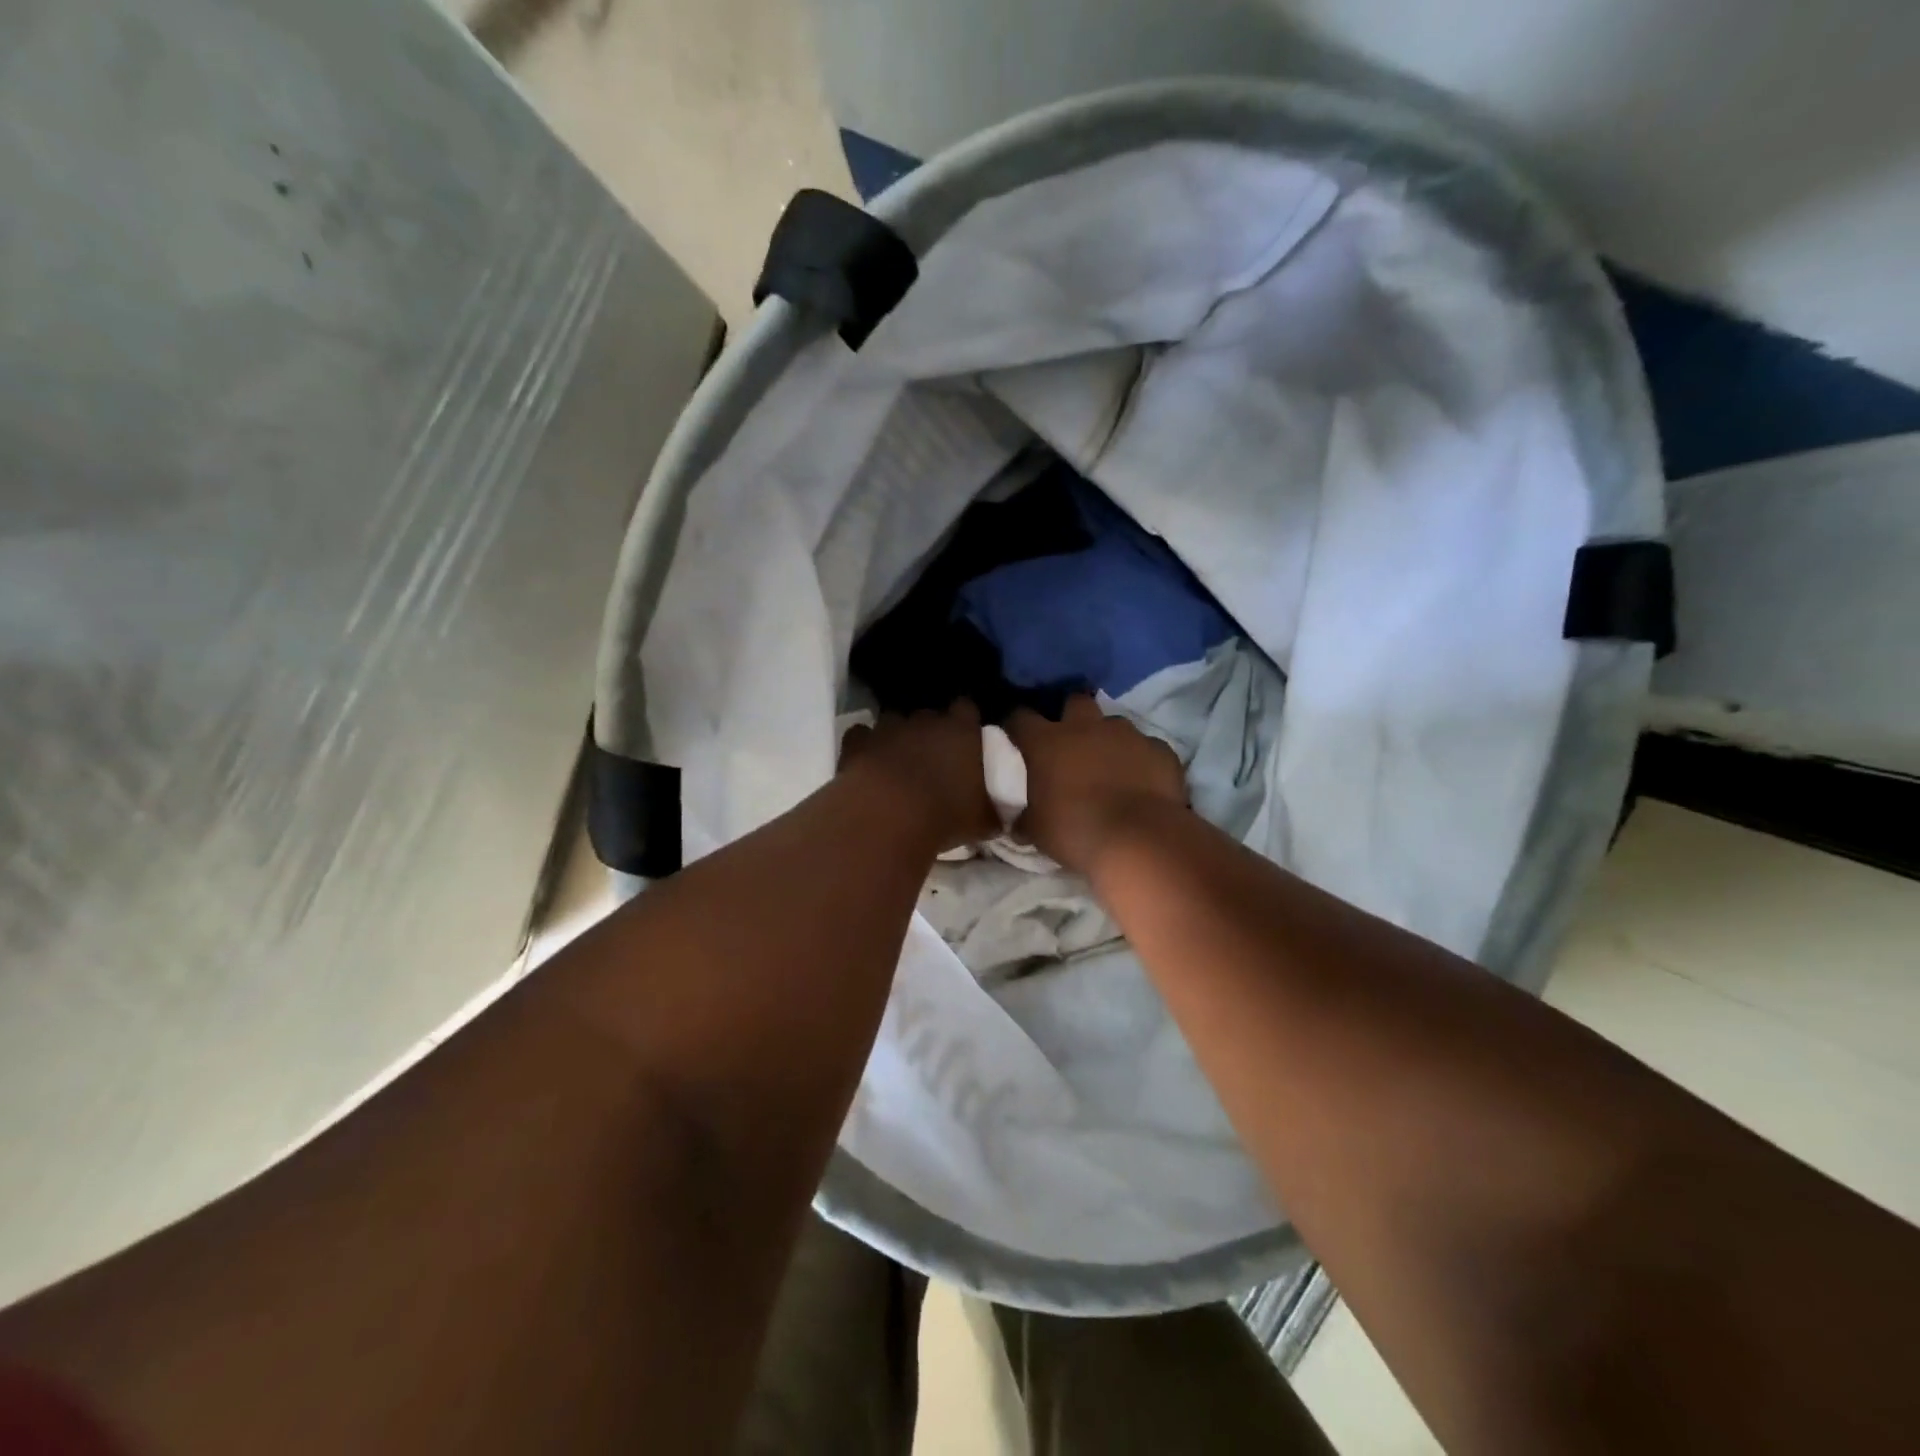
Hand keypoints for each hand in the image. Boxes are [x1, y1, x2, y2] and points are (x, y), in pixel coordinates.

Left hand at [839, 702, 998, 852]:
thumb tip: (1001, 813)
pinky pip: (861, 736)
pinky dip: (865, 746)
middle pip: (930, 714)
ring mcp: (888, 727)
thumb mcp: (984, 822)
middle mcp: (925, 720)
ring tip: (898, 761)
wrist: (887, 818)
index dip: (966, 721)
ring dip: (897, 736)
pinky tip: (867, 763)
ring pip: (894, 721)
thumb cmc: (945, 817)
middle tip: (933, 756)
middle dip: (931, 730)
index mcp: (962, 731)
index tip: (967, 738)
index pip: (967, 708)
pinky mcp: (857, 741)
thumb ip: (995, 809)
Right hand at [1005, 696, 1187, 873]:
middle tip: (1071, 742)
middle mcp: (1085, 727)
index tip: (1016, 735)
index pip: (1020, 717)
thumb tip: (1019, 824)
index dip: (1016, 724)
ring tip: (1110, 764)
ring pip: (1114, 723)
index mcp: (1047, 742)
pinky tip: (1142, 781)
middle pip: (1074, 701)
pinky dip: (1142, 760)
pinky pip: (1147, 747)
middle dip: (1071, 716)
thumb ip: (1026, 818)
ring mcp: (1126, 734)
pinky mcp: (1159, 749)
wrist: (1139, 839)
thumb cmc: (1075, 831)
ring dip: (1108, 738)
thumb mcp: (1037, 830)